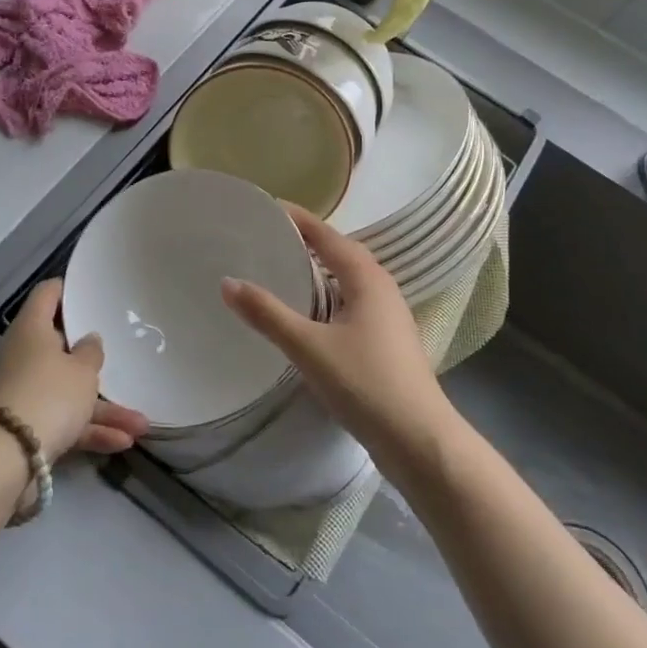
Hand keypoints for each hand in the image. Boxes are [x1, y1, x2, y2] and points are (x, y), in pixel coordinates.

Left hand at [0, 279, 148, 461]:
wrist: (4, 459)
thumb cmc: (48, 395)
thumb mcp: (82, 371)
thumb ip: (91, 353)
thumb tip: (88, 340)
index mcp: (31, 328)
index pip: (48, 294)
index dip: (69, 290)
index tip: (93, 293)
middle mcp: (22, 355)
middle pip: (60, 347)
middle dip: (94, 361)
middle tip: (122, 357)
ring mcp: (23, 392)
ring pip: (67, 391)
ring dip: (103, 408)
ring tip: (141, 424)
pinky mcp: (25, 427)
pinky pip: (62, 421)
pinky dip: (89, 430)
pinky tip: (122, 442)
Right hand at [220, 203, 451, 464]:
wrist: (419, 441)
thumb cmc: (365, 383)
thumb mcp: (308, 346)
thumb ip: (267, 313)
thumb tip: (227, 282)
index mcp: (367, 278)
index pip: (326, 234)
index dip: (297, 218)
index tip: (265, 206)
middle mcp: (381, 288)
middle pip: (339, 253)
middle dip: (305, 241)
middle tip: (265, 236)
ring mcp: (388, 316)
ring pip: (346, 280)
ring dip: (317, 270)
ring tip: (280, 268)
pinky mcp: (386, 341)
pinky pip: (350, 303)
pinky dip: (326, 296)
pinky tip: (306, 313)